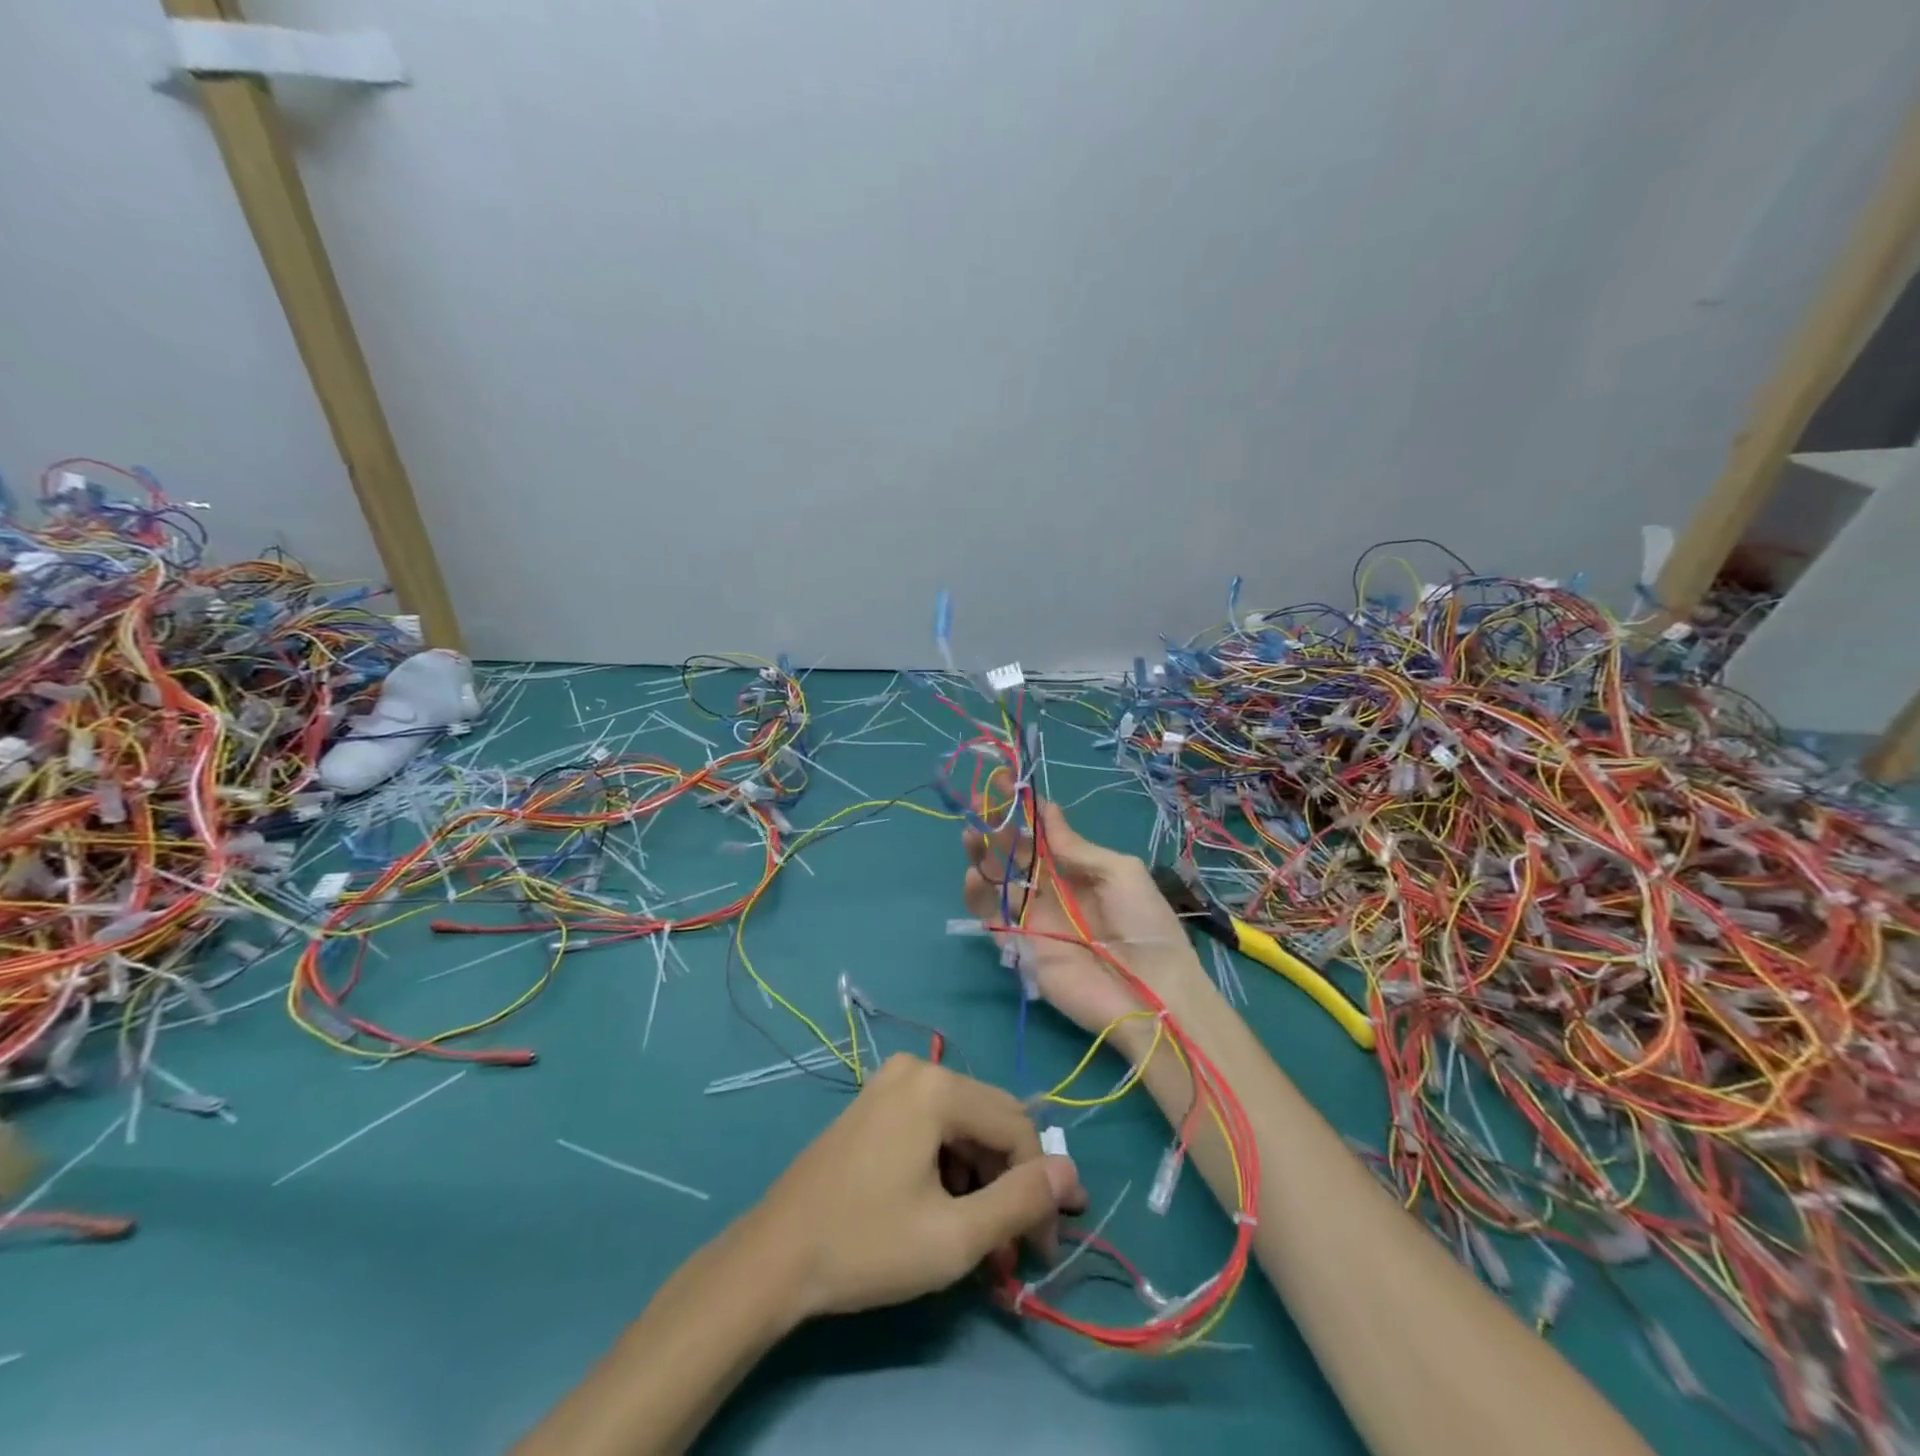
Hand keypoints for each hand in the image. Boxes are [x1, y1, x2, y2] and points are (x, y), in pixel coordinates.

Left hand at [743, 1055, 1086, 1322]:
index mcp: (938, 1087)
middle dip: (1011, 1185)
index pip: (1016, 1127)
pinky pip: (934, 1126)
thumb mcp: (954, 1237)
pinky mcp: (877, 1102)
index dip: (1038, 1187)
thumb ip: (1020, 1202)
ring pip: (964, 1127)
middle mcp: (918, 1069)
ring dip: (982, 1182)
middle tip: (1017, 1249)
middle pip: (991, 1122)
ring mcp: (892, 1082)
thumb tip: (1070, 1173)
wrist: (774, 1257)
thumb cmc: (866, 1246)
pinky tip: (947, 1214)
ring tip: (982, 1243)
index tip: (1041, 1247)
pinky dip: (951, 1169)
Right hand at [962, 798, 1202, 1034]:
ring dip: (983, 856)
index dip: (1025, 809)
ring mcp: (1035, 917)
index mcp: (1080, 869)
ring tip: (971, 834)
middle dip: (999, 828)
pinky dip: (979, 896)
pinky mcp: (1021, 945)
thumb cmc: (1144, 924)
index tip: (1004, 782)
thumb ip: (1076, 847)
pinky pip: (993, 917)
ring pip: (999, 881)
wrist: (1152, 992)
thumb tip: (1047, 809)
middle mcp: (1054, 889)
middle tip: (980, 806)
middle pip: (1017, 853)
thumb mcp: (1120, 872)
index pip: (1044, 833)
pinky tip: (975, 874)